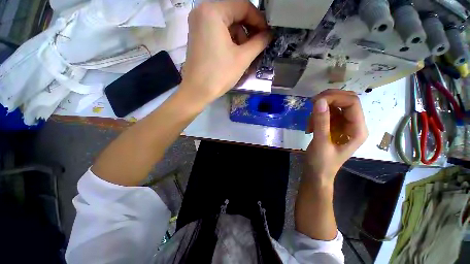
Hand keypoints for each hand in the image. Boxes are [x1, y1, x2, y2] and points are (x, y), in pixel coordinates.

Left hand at [180, 0, 270, 104]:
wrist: (197, 91)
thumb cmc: (219, 74)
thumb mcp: (243, 58)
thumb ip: (259, 42)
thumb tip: (269, 34)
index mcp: (213, 11)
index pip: (243, 6)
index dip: (259, 20)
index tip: (267, 35)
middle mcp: (202, 12)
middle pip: (234, 15)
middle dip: (248, 31)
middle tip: (257, 47)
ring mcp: (198, 24)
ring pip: (227, 25)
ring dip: (240, 39)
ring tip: (246, 56)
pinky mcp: (198, 36)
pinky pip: (218, 33)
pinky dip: (230, 42)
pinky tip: (235, 56)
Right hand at [304, 89, 367, 186]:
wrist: (316, 174)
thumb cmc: (321, 163)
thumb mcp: (321, 143)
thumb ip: (321, 122)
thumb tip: (319, 101)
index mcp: (357, 129)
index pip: (352, 102)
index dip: (335, 97)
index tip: (315, 101)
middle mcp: (353, 124)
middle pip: (345, 100)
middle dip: (328, 99)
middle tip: (311, 104)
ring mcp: (343, 125)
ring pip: (334, 106)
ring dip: (320, 110)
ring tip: (309, 124)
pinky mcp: (333, 127)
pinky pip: (326, 113)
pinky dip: (316, 116)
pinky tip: (310, 127)